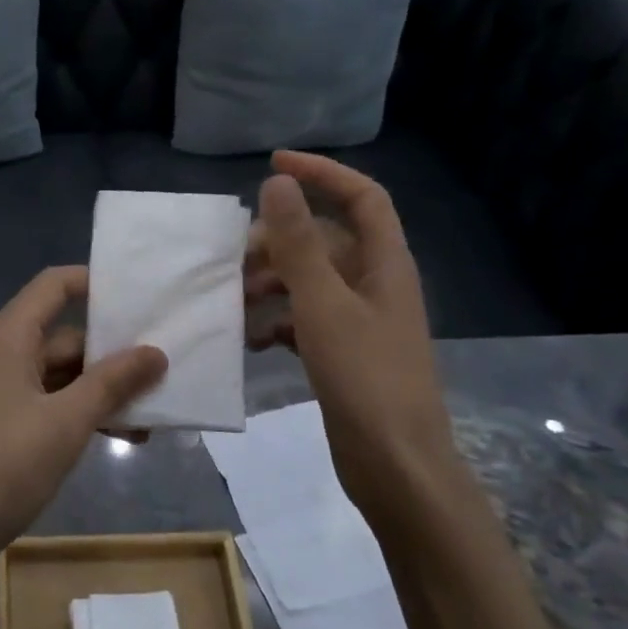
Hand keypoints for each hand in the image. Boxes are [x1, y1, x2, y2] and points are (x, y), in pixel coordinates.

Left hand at [0, 267, 166, 569]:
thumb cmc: (4, 464)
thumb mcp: (67, 421)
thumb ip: (112, 383)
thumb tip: (156, 352)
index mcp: (10, 336)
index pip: (55, 285)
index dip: (96, 282)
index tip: (143, 296)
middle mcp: (5, 352)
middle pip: (66, 333)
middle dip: (115, 350)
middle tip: (167, 363)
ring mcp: (5, 388)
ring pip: (64, 373)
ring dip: (106, 389)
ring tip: (157, 410)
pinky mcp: (8, 420)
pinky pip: (54, 401)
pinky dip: (85, 412)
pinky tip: (126, 435)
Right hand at [245, 151, 458, 524]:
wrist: (394, 464)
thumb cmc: (364, 377)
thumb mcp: (324, 304)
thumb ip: (299, 243)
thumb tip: (278, 183)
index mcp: (385, 264)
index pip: (362, 197)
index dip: (323, 173)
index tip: (273, 164)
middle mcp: (376, 285)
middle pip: (326, 241)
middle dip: (278, 241)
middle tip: (233, 258)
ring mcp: (361, 321)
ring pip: (310, 282)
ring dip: (271, 283)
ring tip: (234, 300)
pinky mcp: (344, 352)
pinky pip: (305, 319)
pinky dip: (276, 321)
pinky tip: (251, 339)